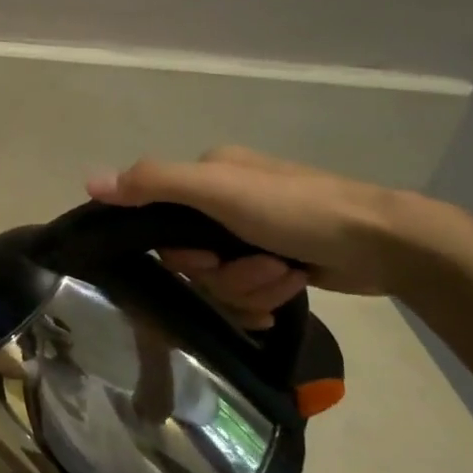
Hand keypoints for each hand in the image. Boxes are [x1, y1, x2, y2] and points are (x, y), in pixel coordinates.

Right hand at [86, 146, 426, 325]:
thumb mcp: (218, 189)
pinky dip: (266, 298)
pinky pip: (247, 294)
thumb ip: (153, 183)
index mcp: (210, 175)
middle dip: (224, 274)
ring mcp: (255, 234)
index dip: (181, 252)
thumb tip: (90, 181)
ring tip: (285, 275)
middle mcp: (228, 201)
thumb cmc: (297, 209)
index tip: (206, 258)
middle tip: (259, 266)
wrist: (383, 244)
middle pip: (192, 260)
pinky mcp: (278, 262)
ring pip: (221, 282)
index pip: (161, 223)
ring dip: (251, 288)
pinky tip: (291, 286)